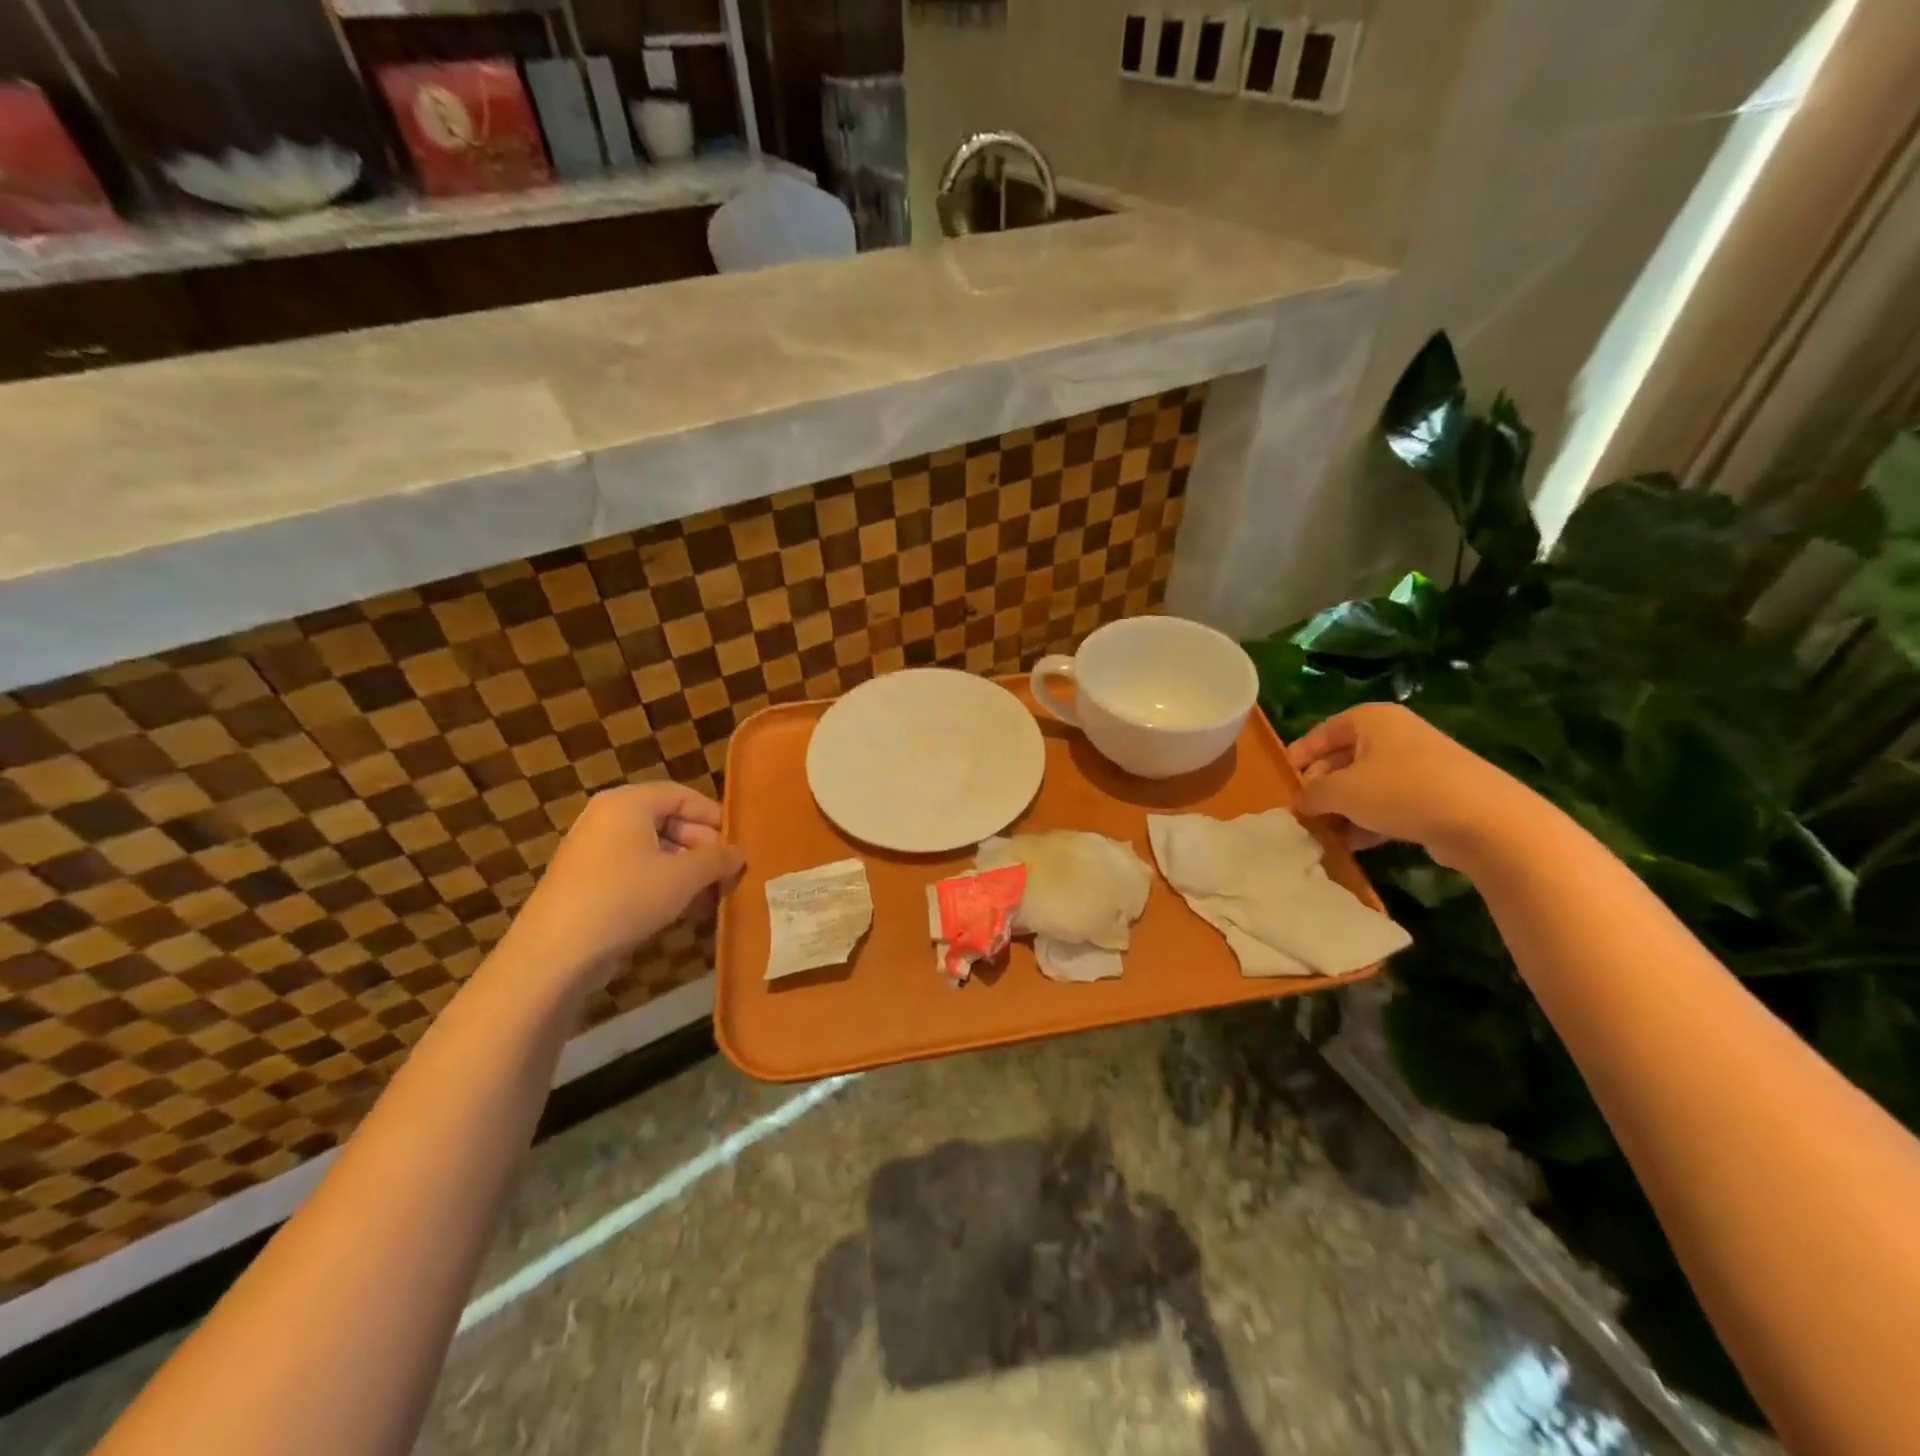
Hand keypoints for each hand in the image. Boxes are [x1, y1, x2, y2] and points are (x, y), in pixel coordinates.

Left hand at [500, 781, 743, 992]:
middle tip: (729, 873)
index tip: (739, 842)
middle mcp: (608, 819)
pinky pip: (636, 873)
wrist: (557, 953)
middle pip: (669, 822)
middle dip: (703, 848)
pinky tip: (687, 911)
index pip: (682, 796)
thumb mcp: (684, 876)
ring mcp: (594, 852)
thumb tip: (738, 854)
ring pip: (655, 852)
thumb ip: (716, 859)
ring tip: (714, 896)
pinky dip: (664, 886)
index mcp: (628, 803)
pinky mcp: (588, 884)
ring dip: (688, 872)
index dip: (715, 817)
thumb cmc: (626, 897)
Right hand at [1286, 703, 1534, 865]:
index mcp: (1371, 720)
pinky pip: (1390, 803)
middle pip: (1344, 758)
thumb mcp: (1341, 791)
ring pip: (1367, 784)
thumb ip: (1312, 793)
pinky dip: (1370, 820)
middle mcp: (1396, 735)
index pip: (1322, 732)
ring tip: (1325, 833)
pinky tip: (1356, 844)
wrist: (1485, 821)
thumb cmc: (1401, 791)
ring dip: (1344, 808)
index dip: (1299, 756)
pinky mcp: (1438, 794)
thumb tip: (1301, 801)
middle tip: (1303, 811)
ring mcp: (1420, 765)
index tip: (1283, 781)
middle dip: (1321, 787)